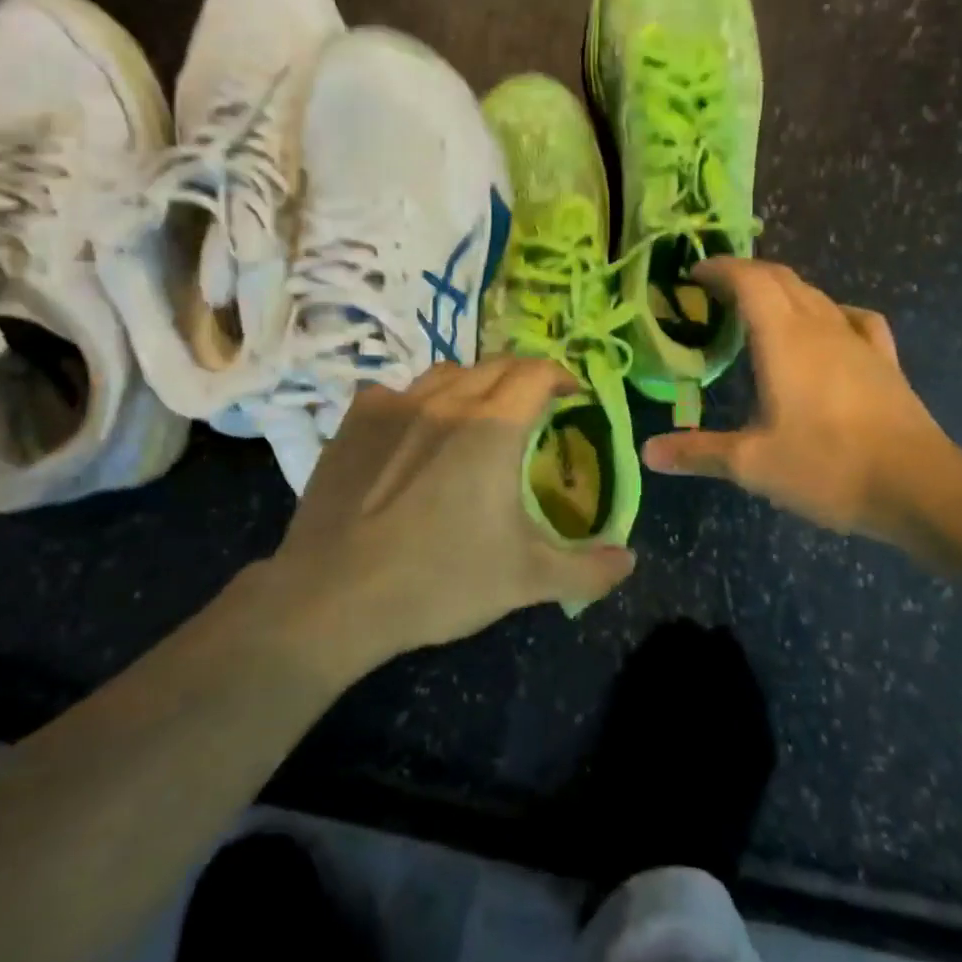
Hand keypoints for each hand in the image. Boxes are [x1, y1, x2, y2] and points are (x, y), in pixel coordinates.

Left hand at [257, 359, 635, 675]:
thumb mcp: (526, 580)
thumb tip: (628, 561)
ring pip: (445, 372)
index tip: (572, 396)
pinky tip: (412, 432)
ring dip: (472, 383)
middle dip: (523, 378)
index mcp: (493, 426)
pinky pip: (395, 391)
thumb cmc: (439, 580)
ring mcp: (394, 405)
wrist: (333, 597)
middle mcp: (446, 400)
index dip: (561, 376)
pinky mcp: (354, 422)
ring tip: (477, 414)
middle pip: (495, 364)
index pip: (536, 372)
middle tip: (534, 406)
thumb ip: (587, 568)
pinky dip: (417, 401)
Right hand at [642, 259, 961, 542]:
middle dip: (746, 274)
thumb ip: (698, 453)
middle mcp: (820, 327)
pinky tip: (828, 328)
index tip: (694, 273)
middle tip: (717, 290)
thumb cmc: (827, 466)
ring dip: (783, 290)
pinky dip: (829, 311)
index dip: (720, 269)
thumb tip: (648, 453)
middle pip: (782, 278)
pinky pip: (853, 318)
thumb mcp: (752, 464)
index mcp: (783, 339)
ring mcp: (857, 341)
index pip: (749, 280)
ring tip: (759, 308)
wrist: (918, 485)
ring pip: (816, 295)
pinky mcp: (885, 360)